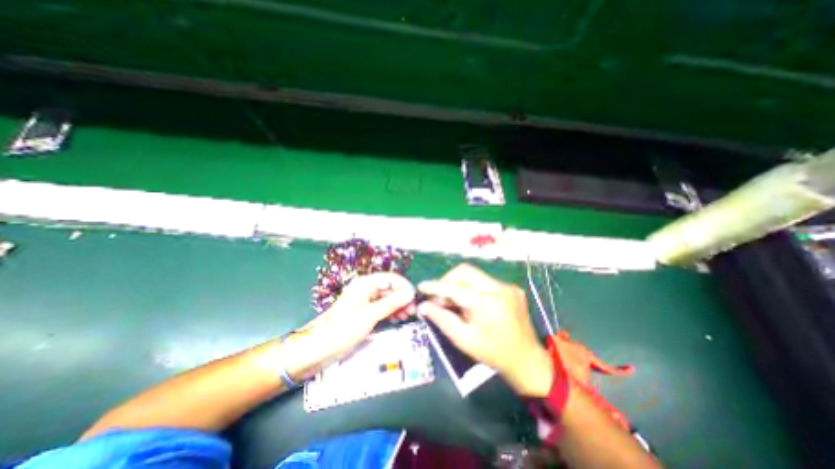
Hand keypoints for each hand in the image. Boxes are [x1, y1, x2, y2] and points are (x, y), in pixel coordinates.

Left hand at [280, 271, 413, 379]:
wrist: (318, 348)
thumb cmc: (342, 330)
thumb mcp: (370, 316)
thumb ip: (391, 303)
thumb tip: (410, 294)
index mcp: (365, 283)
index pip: (391, 278)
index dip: (405, 286)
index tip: (415, 298)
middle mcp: (366, 287)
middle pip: (391, 287)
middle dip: (403, 297)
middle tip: (413, 310)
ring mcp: (366, 299)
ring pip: (388, 297)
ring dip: (399, 305)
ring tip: (407, 316)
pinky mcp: (365, 309)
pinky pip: (383, 305)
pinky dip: (391, 310)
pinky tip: (398, 318)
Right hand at [417, 264, 552, 395]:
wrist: (526, 359)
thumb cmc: (493, 353)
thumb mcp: (463, 339)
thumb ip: (442, 319)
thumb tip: (424, 306)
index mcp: (486, 302)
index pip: (454, 287)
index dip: (435, 286)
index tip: (421, 286)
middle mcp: (498, 288)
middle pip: (464, 271)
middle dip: (448, 280)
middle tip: (440, 297)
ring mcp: (507, 286)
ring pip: (474, 274)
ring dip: (459, 283)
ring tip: (455, 301)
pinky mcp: (511, 288)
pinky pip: (485, 281)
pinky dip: (473, 287)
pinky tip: (472, 303)